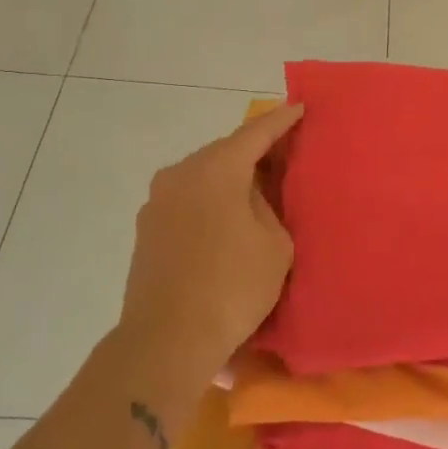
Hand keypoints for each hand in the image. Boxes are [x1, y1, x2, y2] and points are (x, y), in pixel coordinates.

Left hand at [117, 103, 304, 389]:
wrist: (167, 341)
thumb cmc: (232, 286)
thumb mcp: (274, 243)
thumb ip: (268, 206)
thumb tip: (252, 196)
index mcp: (215, 169)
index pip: (255, 133)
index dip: (282, 120)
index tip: (300, 107)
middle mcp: (180, 174)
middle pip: (225, 151)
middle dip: (254, 150)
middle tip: (284, 152)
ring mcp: (157, 202)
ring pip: (203, 176)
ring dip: (230, 177)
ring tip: (259, 186)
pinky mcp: (147, 230)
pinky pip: (188, 200)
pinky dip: (211, 199)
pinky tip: (228, 216)